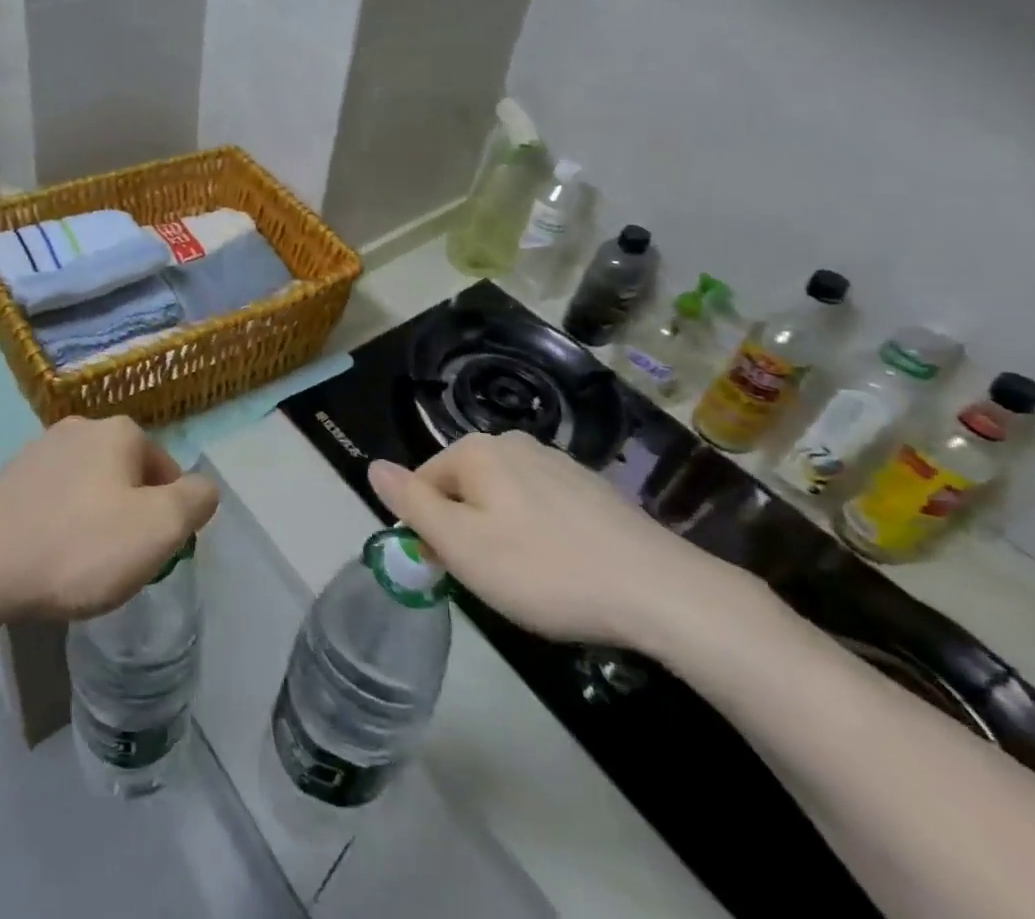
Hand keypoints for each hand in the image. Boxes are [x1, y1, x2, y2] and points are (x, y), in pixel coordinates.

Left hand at [0, 416, 219, 620]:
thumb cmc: (80, 546)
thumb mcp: (159, 528)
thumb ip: (196, 501)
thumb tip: (202, 488)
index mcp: (120, 431)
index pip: (166, 471)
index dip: (167, 516)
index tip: (149, 554)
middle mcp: (82, 426)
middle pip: (128, 476)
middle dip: (131, 515)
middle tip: (119, 563)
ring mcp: (41, 448)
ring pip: (91, 486)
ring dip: (96, 519)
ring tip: (81, 564)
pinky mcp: (11, 475)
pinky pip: (56, 498)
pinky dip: (62, 522)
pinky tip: (50, 555)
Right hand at [368, 435, 748, 650]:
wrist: (661, 592)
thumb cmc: (544, 570)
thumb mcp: (462, 545)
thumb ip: (411, 503)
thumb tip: (372, 465)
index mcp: (477, 451)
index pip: (425, 484)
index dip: (429, 531)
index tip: (451, 573)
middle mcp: (515, 443)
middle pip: (465, 489)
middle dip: (467, 533)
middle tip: (491, 581)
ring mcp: (559, 463)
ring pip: (505, 500)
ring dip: (503, 535)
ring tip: (531, 582)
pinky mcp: (594, 489)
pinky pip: (545, 509)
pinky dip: (542, 537)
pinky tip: (566, 571)